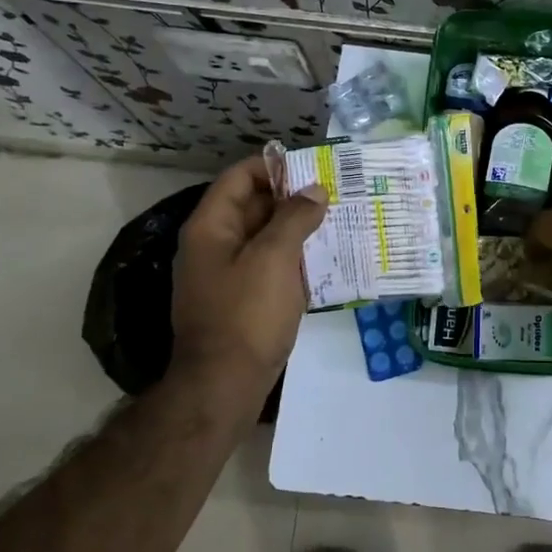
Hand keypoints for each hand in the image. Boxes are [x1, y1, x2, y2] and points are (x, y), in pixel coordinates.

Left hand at [171, 154, 327, 398]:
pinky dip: (296, 258)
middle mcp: (215, 245)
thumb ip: (295, 218)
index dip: (274, 167)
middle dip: (293, 198)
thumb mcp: (274, 258)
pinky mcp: (244, 299)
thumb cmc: (246, 314)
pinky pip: (271, 266)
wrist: (225, 384)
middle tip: (336, 194)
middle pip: (254, 205)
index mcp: (212, 227)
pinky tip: (327, 260)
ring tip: (340, 222)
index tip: (314, 168)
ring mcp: (228, 274)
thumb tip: (315, 190)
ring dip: (299, 229)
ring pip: (266, 237)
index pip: (240, 177)